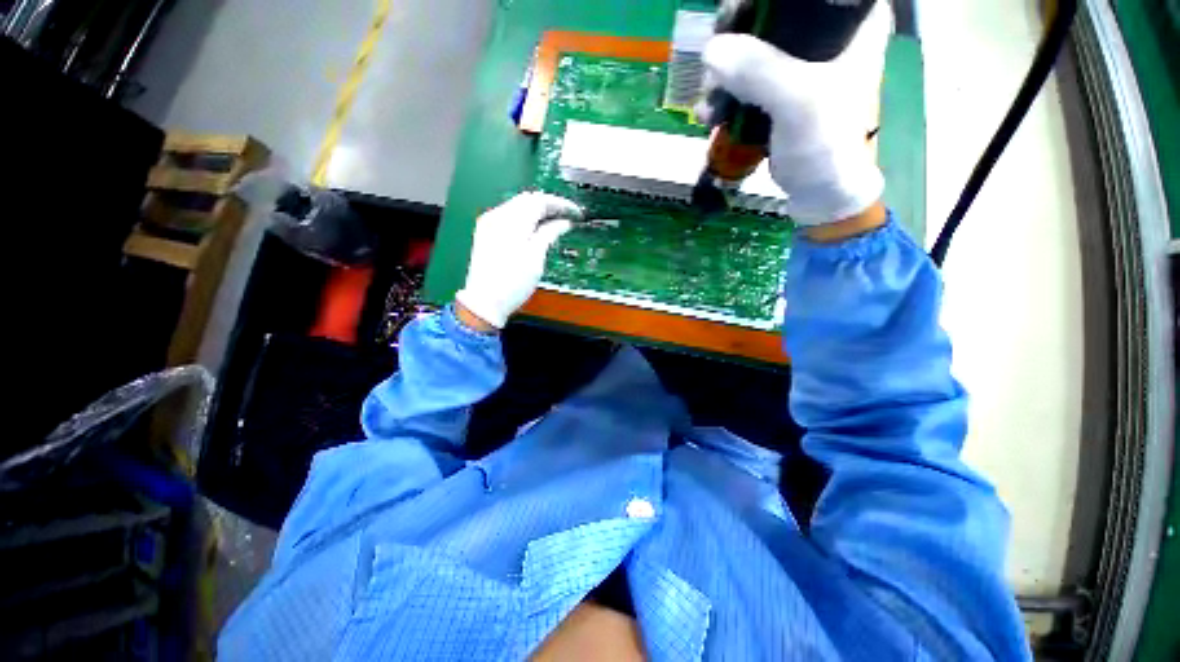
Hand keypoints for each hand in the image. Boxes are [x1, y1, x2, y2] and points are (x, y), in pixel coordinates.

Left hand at [455, 192, 581, 328]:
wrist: (485, 302)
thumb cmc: (512, 283)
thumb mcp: (536, 257)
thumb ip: (549, 234)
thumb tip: (563, 223)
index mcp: (511, 220)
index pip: (539, 200)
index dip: (560, 204)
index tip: (575, 212)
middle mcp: (497, 216)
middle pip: (528, 200)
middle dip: (549, 205)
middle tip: (567, 217)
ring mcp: (489, 224)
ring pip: (518, 207)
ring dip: (538, 212)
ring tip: (555, 223)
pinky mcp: (486, 233)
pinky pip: (510, 217)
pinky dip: (526, 219)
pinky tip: (536, 230)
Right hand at [697, 1, 891, 224]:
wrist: (818, 190)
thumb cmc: (824, 144)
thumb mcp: (799, 103)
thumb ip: (761, 72)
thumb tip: (711, 51)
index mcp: (848, 20)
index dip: (762, 0)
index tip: (733, 15)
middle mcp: (824, 33)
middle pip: (768, 13)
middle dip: (734, 36)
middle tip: (713, 61)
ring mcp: (797, 63)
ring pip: (749, 46)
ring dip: (720, 73)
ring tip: (708, 104)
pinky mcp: (775, 90)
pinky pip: (742, 79)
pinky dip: (722, 95)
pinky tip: (709, 115)